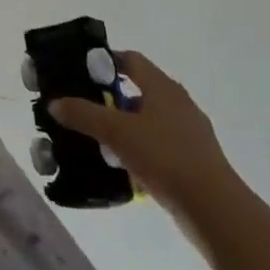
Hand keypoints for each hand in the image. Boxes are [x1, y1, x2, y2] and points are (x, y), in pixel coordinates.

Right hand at [49, 51, 233, 208]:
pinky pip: (158, 144)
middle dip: (110, 96)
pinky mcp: (193, 160)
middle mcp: (178, 103)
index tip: (79, 71)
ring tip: (97, 137)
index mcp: (162, 86)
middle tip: (83, 105)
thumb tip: (54, 103)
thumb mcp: (116, 132)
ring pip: (148, 119)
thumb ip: (83, 114)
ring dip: (124, 124)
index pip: (130, 59)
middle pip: (138, 88)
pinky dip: (139, 148)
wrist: (215, 210)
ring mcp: (189, 133)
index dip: (104, 60)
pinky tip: (122, 164)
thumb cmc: (164, 157)